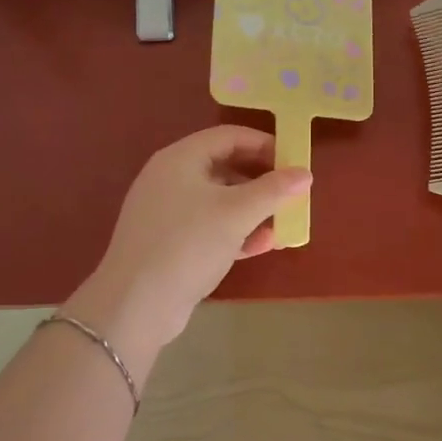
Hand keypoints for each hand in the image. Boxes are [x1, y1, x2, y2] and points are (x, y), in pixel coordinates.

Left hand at [65, 126, 310, 366]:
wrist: (136, 304)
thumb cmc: (188, 245)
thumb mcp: (237, 214)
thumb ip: (274, 190)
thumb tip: (305, 173)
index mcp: (180, 158)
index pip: (229, 136)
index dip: (264, 144)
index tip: (294, 161)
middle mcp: (170, 178)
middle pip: (224, 167)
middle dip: (261, 182)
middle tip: (292, 195)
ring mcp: (166, 211)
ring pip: (218, 200)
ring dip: (252, 210)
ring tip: (283, 225)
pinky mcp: (168, 242)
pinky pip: (208, 226)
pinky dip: (234, 232)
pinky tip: (261, 246)